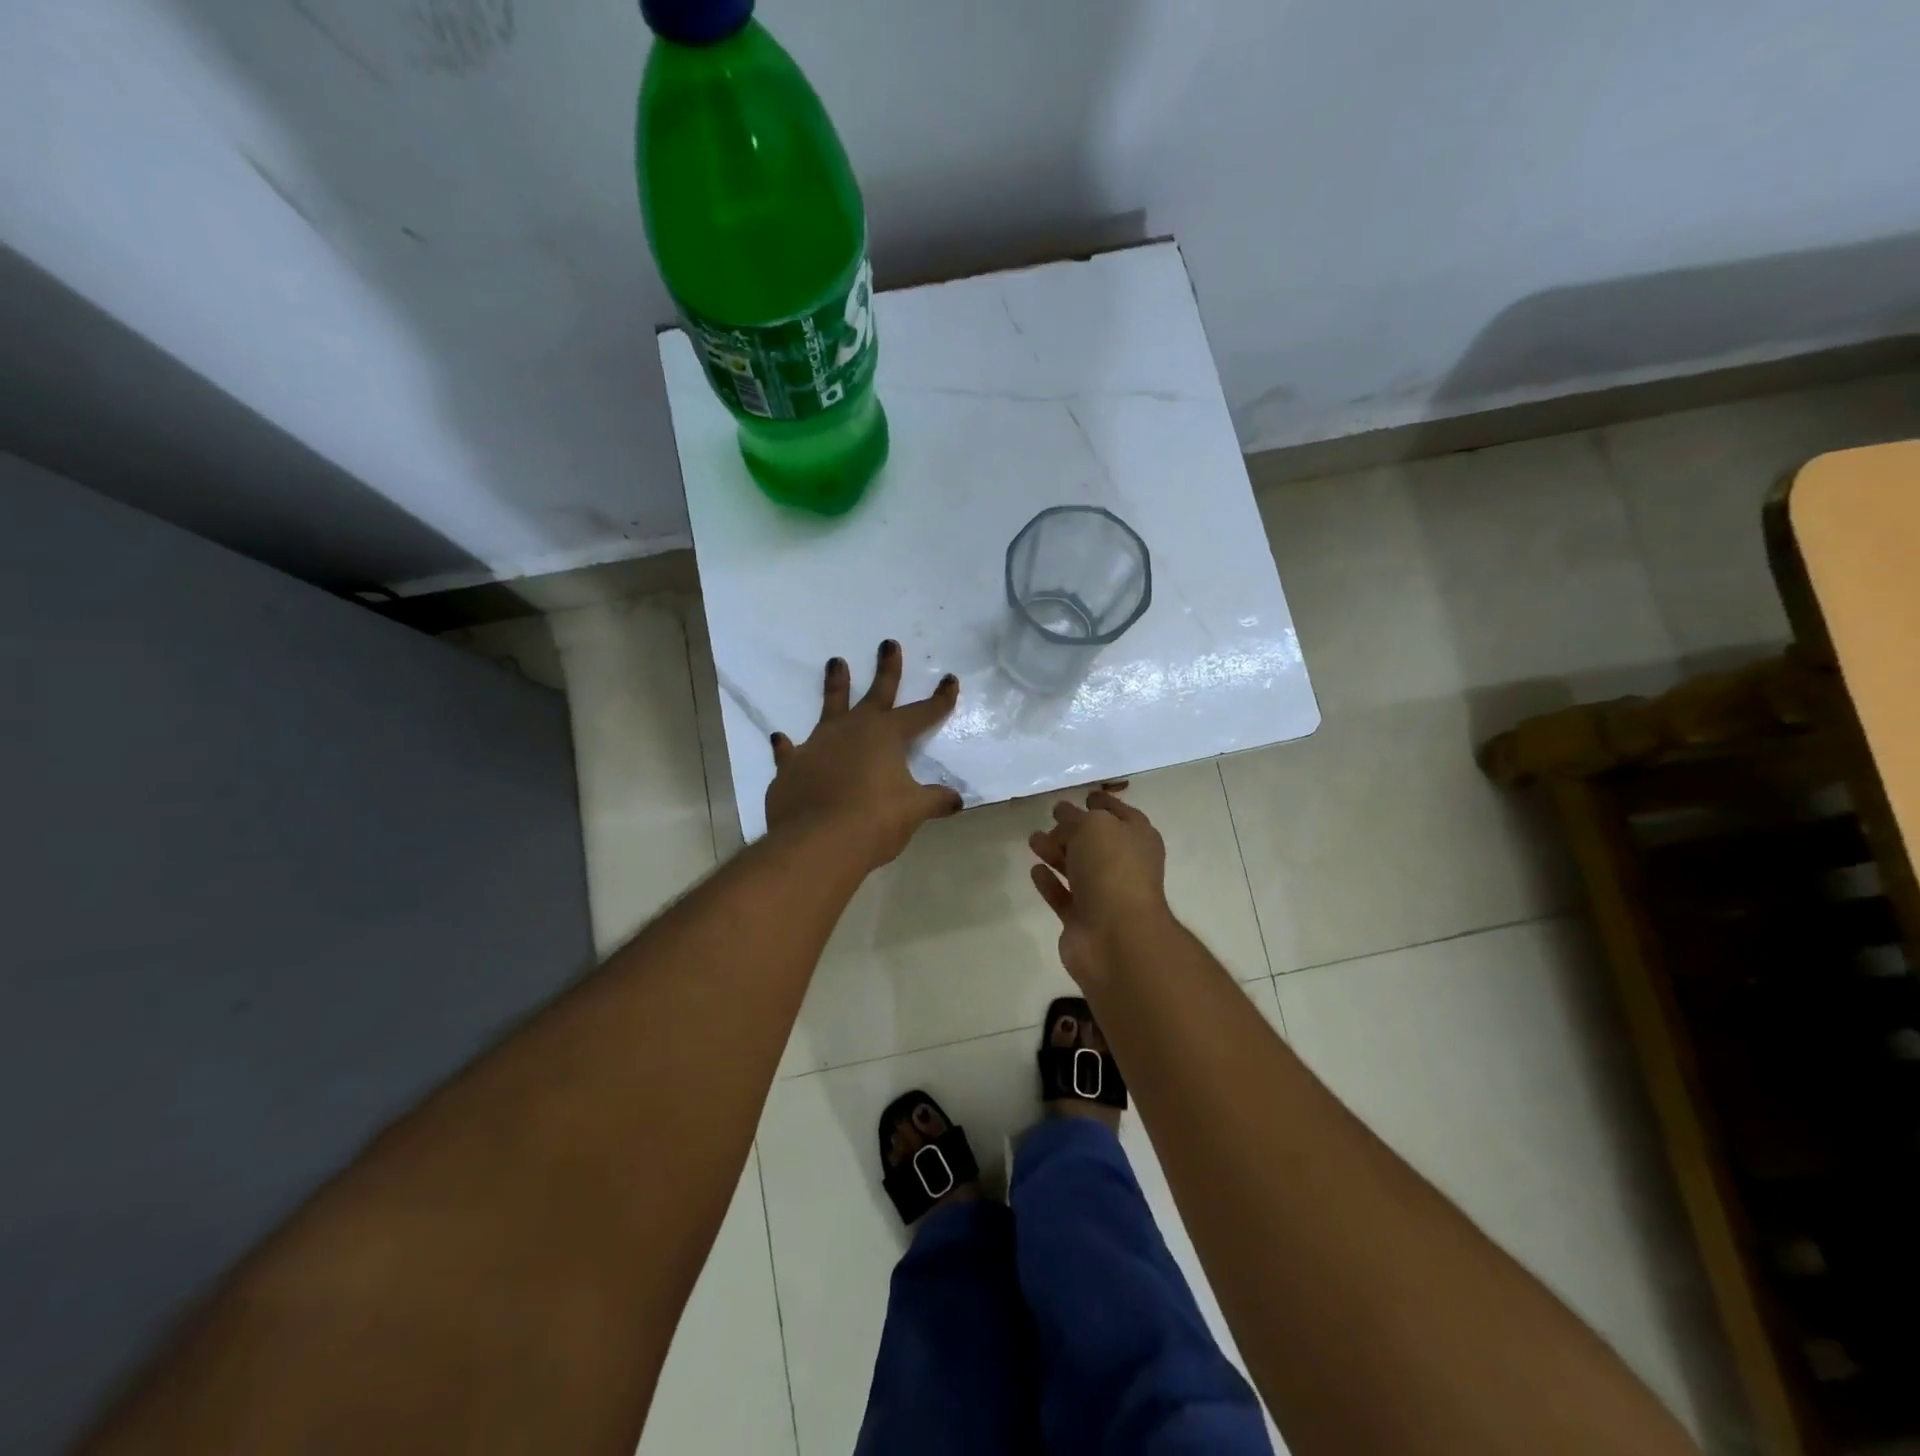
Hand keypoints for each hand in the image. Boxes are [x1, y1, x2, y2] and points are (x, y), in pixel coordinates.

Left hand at [765, 640, 962, 869]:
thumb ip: (934, 801)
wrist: (817, 842)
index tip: (950, 679)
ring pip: (830, 707)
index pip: (921, 713)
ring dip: (835, 686)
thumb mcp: (913, 811)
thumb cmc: (874, 821)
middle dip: (887, 669)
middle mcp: (853, 730)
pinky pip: (790, 751)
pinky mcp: (792, 766)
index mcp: (887, 736)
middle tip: (888, 643)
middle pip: (876, 693)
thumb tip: (956, 801)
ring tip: (834, 662)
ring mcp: (819, 744)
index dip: (939, 699)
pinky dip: (788, 747)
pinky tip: (781, 739)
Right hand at [1027, 790, 1170, 985]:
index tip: (1085, 794)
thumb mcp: (1094, 827)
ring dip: (1056, 852)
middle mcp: (1124, 866)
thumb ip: (1075, 820)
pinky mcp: (1082, 920)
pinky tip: (1035, 870)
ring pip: (1077, 867)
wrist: (1116, 937)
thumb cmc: (1112, 870)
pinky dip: (1050, 883)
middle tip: (1051, 816)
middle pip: (1096, 842)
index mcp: (1137, 839)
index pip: (1120, 813)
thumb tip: (1063, 822)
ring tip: (1033, 839)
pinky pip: (1063, 895)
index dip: (1104, 802)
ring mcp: (1104, 895)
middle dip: (1073, 828)